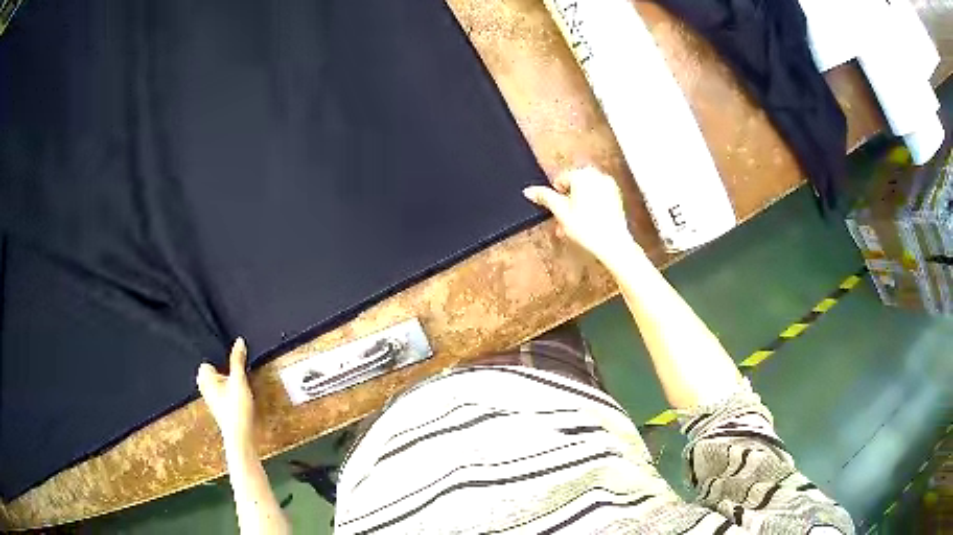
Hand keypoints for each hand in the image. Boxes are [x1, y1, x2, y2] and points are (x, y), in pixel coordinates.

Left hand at [197, 338, 254, 450]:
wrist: (240, 436)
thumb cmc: (236, 408)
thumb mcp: (239, 380)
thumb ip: (238, 360)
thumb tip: (239, 340)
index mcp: (204, 377)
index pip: (208, 359)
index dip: (220, 359)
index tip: (231, 362)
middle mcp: (204, 386)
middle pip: (215, 370)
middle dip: (225, 369)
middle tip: (237, 374)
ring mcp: (211, 398)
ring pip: (219, 381)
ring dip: (229, 381)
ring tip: (240, 386)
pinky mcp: (219, 407)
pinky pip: (223, 392)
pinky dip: (230, 391)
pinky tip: (240, 397)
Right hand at [524, 166, 640, 267]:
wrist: (613, 244)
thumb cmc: (588, 229)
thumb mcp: (560, 212)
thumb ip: (544, 197)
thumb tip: (529, 191)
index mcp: (582, 174)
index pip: (560, 180)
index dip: (556, 197)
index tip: (557, 211)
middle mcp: (596, 175)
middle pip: (573, 186)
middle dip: (566, 203)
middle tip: (564, 221)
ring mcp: (608, 185)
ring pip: (585, 192)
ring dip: (577, 206)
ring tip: (574, 226)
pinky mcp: (616, 196)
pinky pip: (597, 197)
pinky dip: (590, 206)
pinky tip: (587, 223)